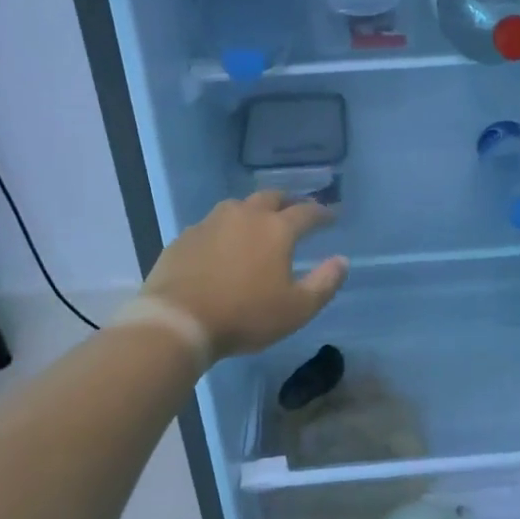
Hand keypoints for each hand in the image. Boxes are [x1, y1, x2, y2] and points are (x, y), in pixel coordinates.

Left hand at [141, 190, 349, 359]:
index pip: (307, 212)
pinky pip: (211, 225)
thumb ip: (324, 283)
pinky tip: (222, 246)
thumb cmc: (245, 316)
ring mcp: (210, 223)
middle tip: (296, 211)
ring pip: (238, 206)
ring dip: (253, 211)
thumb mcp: (297, 309)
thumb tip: (342, 261)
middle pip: (271, 197)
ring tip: (258, 224)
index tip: (332, 217)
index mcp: (276, 229)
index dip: (322, 213)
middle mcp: (244, 216)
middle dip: (288, 202)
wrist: (178, 321)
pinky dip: (224, 230)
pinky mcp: (185, 238)